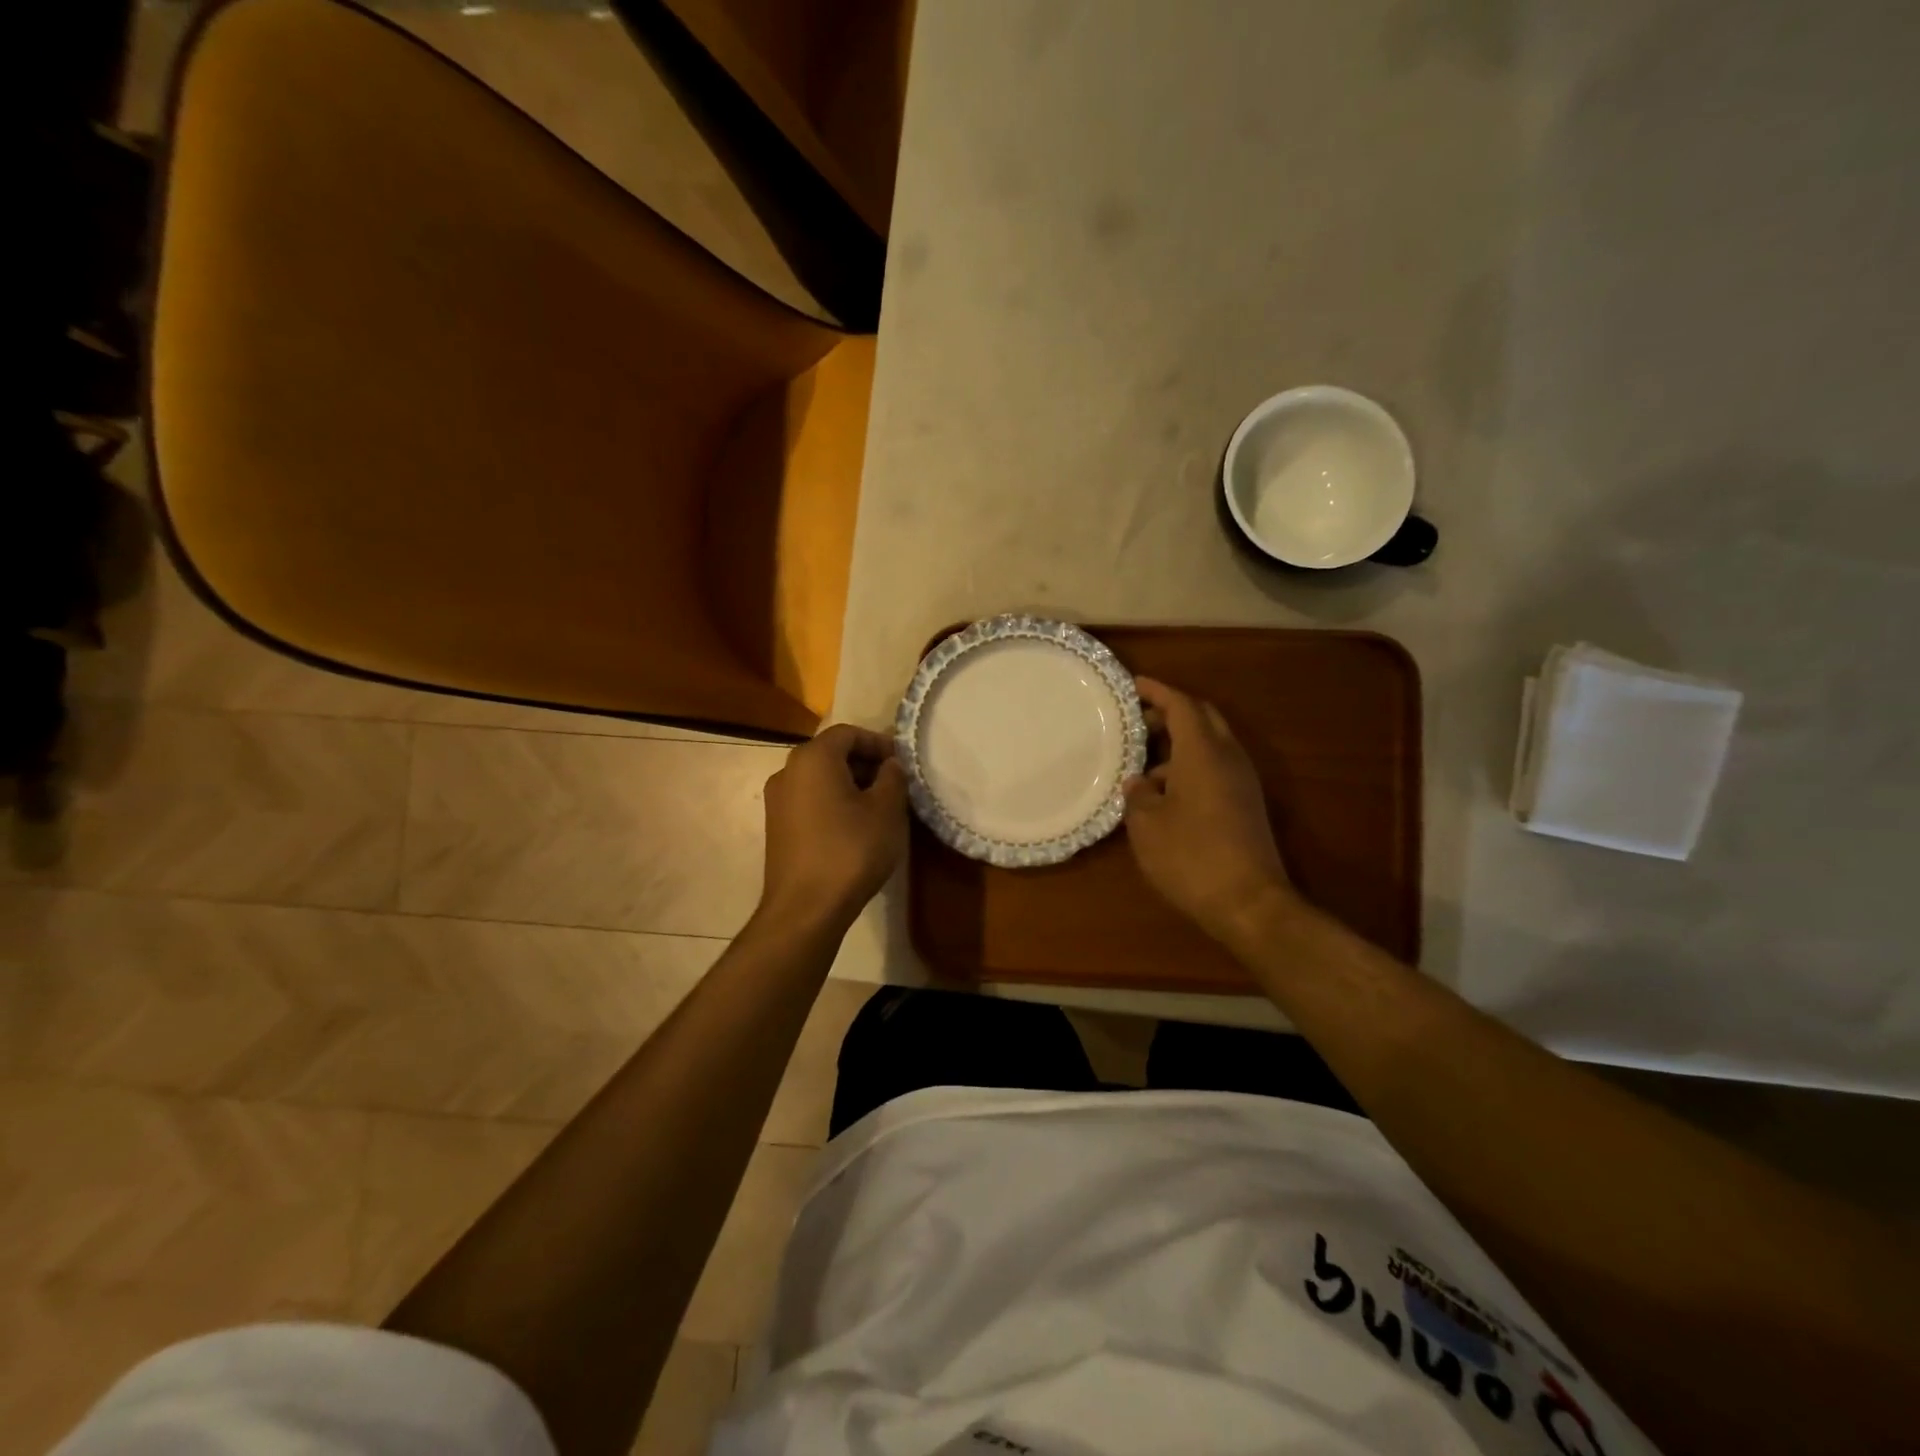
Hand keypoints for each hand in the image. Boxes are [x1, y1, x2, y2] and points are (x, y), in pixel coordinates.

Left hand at [759, 724, 907, 928]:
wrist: (806, 908)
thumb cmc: (851, 850)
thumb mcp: (887, 810)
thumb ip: (893, 777)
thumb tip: (890, 765)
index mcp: (813, 758)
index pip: (848, 733)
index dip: (879, 743)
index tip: (902, 762)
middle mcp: (787, 771)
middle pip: (831, 753)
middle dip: (865, 764)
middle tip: (895, 784)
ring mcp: (777, 800)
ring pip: (820, 778)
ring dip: (850, 784)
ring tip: (879, 807)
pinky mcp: (777, 826)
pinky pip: (810, 800)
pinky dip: (833, 802)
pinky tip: (855, 827)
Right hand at [1123, 678, 1298, 944]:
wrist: (1249, 903)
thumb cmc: (1191, 857)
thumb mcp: (1147, 825)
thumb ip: (1138, 794)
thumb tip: (1140, 782)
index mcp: (1203, 752)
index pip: (1181, 704)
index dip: (1156, 691)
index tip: (1132, 684)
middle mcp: (1228, 757)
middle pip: (1203, 717)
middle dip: (1172, 710)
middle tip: (1139, 717)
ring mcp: (1243, 781)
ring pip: (1211, 743)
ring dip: (1181, 741)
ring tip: (1144, 758)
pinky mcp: (1246, 804)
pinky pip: (1217, 766)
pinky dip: (1191, 764)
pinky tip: (1166, 790)